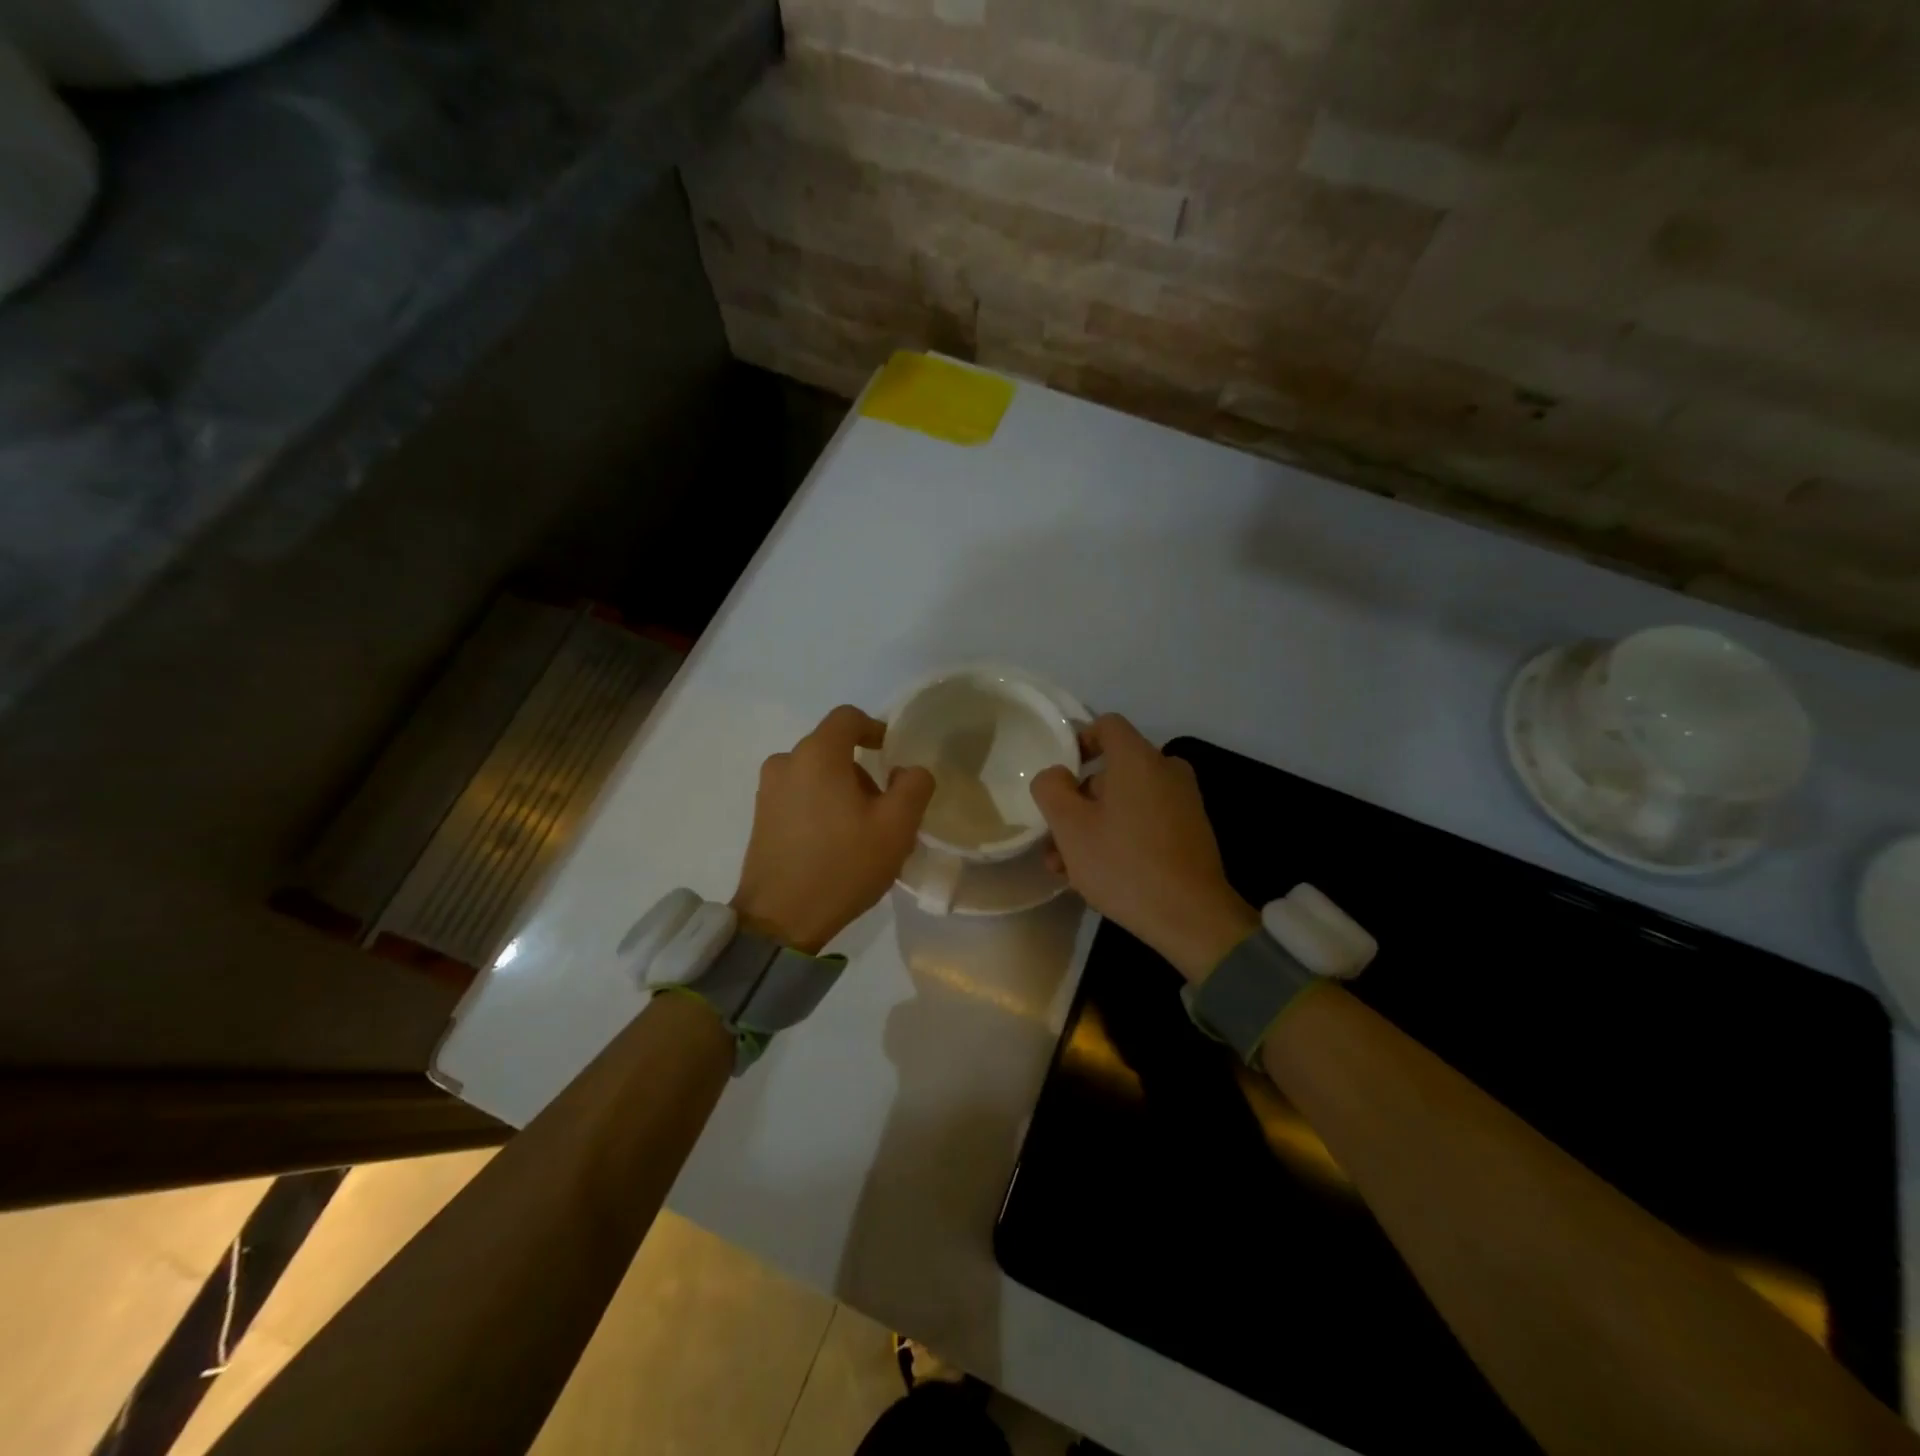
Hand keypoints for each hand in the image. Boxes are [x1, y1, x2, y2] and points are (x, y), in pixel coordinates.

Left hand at [732, 706, 934, 953]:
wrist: (781, 919)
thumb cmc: (843, 865)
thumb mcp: (897, 827)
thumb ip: (914, 785)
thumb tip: (908, 770)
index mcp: (817, 754)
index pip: (848, 718)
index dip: (875, 729)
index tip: (891, 754)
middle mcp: (786, 762)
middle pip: (831, 748)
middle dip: (861, 769)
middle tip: (884, 807)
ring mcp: (768, 791)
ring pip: (814, 773)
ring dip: (840, 789)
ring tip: (859, 831)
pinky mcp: (760, 817)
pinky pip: (798, 794)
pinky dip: (819, 805)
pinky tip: (833, 843)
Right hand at [1030, 714, 1257, 981]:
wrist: (1191, 917)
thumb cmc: (1123, 863)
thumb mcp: (1070, 827)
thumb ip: (1051, 788)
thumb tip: (1056, 775)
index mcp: (1139, 759)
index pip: (1106, 725)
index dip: (1078, 741)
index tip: (1059, 774)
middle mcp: (1167, 770)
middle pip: (1113, 770)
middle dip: (1079, 801)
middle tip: (1055, 838)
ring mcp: (1184, 802)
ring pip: (1126, 801)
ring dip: (1094, 826)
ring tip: (1066, 867)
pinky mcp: (1192, 832)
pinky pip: (1146, 820)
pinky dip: (1121, 836)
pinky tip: (1099, 874)